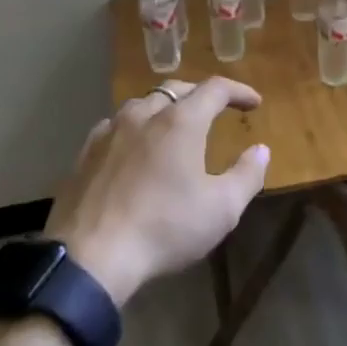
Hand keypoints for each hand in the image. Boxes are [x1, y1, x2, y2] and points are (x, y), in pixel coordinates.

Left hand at [46, 78, 270, 306]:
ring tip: (174, 125)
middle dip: (200, 94)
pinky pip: (115, 126)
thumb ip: (247, 175)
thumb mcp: (222, 209)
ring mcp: (109, 132)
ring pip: (141, 104)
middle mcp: (143, 115)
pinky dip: (134, 128)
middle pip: (176, 89)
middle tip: (216, 109)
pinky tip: (134, 147)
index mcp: (180, 122)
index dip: (238, 91)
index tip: (254, 103)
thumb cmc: (165, 228)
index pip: (215, 89)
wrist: (91, 256)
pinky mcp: (85, 153)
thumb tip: (261, 150)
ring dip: (164, 108)